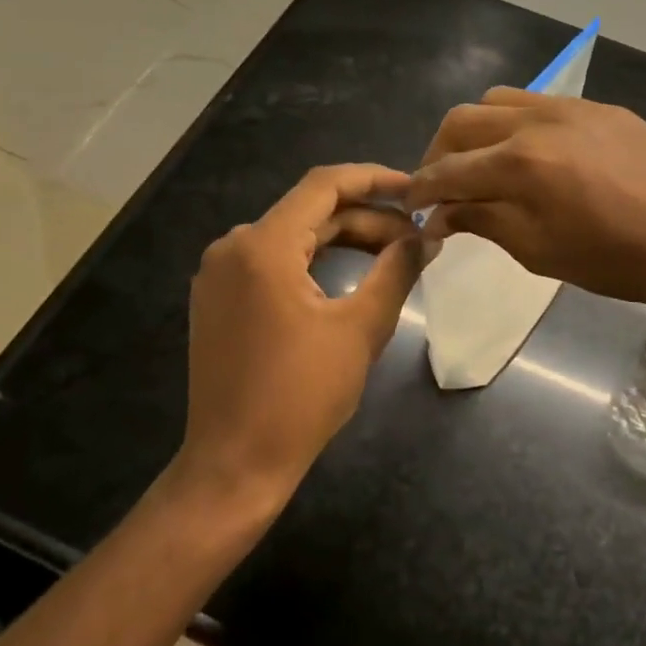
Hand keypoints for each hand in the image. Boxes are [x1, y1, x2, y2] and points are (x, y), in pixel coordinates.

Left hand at [172, 164, 421, 512]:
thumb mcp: (361, 328)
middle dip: (367, 218)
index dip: (375, 180)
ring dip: (343, 238)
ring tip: (392, 255)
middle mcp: (233, 246)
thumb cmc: (301, 397)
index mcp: (263, 246)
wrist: (234, 465)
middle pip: (311, 210)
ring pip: (293, 235)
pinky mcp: (218, 297)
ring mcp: (219, 272)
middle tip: (415, 237)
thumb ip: (397, 270)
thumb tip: (427, 236)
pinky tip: (350, 274)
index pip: (325, 185)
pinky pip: (273, 260)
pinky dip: (315, 259)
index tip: (415, 190)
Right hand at [404, 89, 645, 318]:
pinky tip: (532, 154)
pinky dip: (517, 124)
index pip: (448, 170)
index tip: (413, 208)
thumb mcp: (541, 252)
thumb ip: (485, 222)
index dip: (422, 190)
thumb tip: (444, 213)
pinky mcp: (600, 107)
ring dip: (477, 130)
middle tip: (442, 187)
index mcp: (519, 163)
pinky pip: (540, 102)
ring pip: (499, 101)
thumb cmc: (619, 260)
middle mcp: (537, 120)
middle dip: (440, 153)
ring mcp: (571, 107)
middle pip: (463, 121)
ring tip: (483, 165)